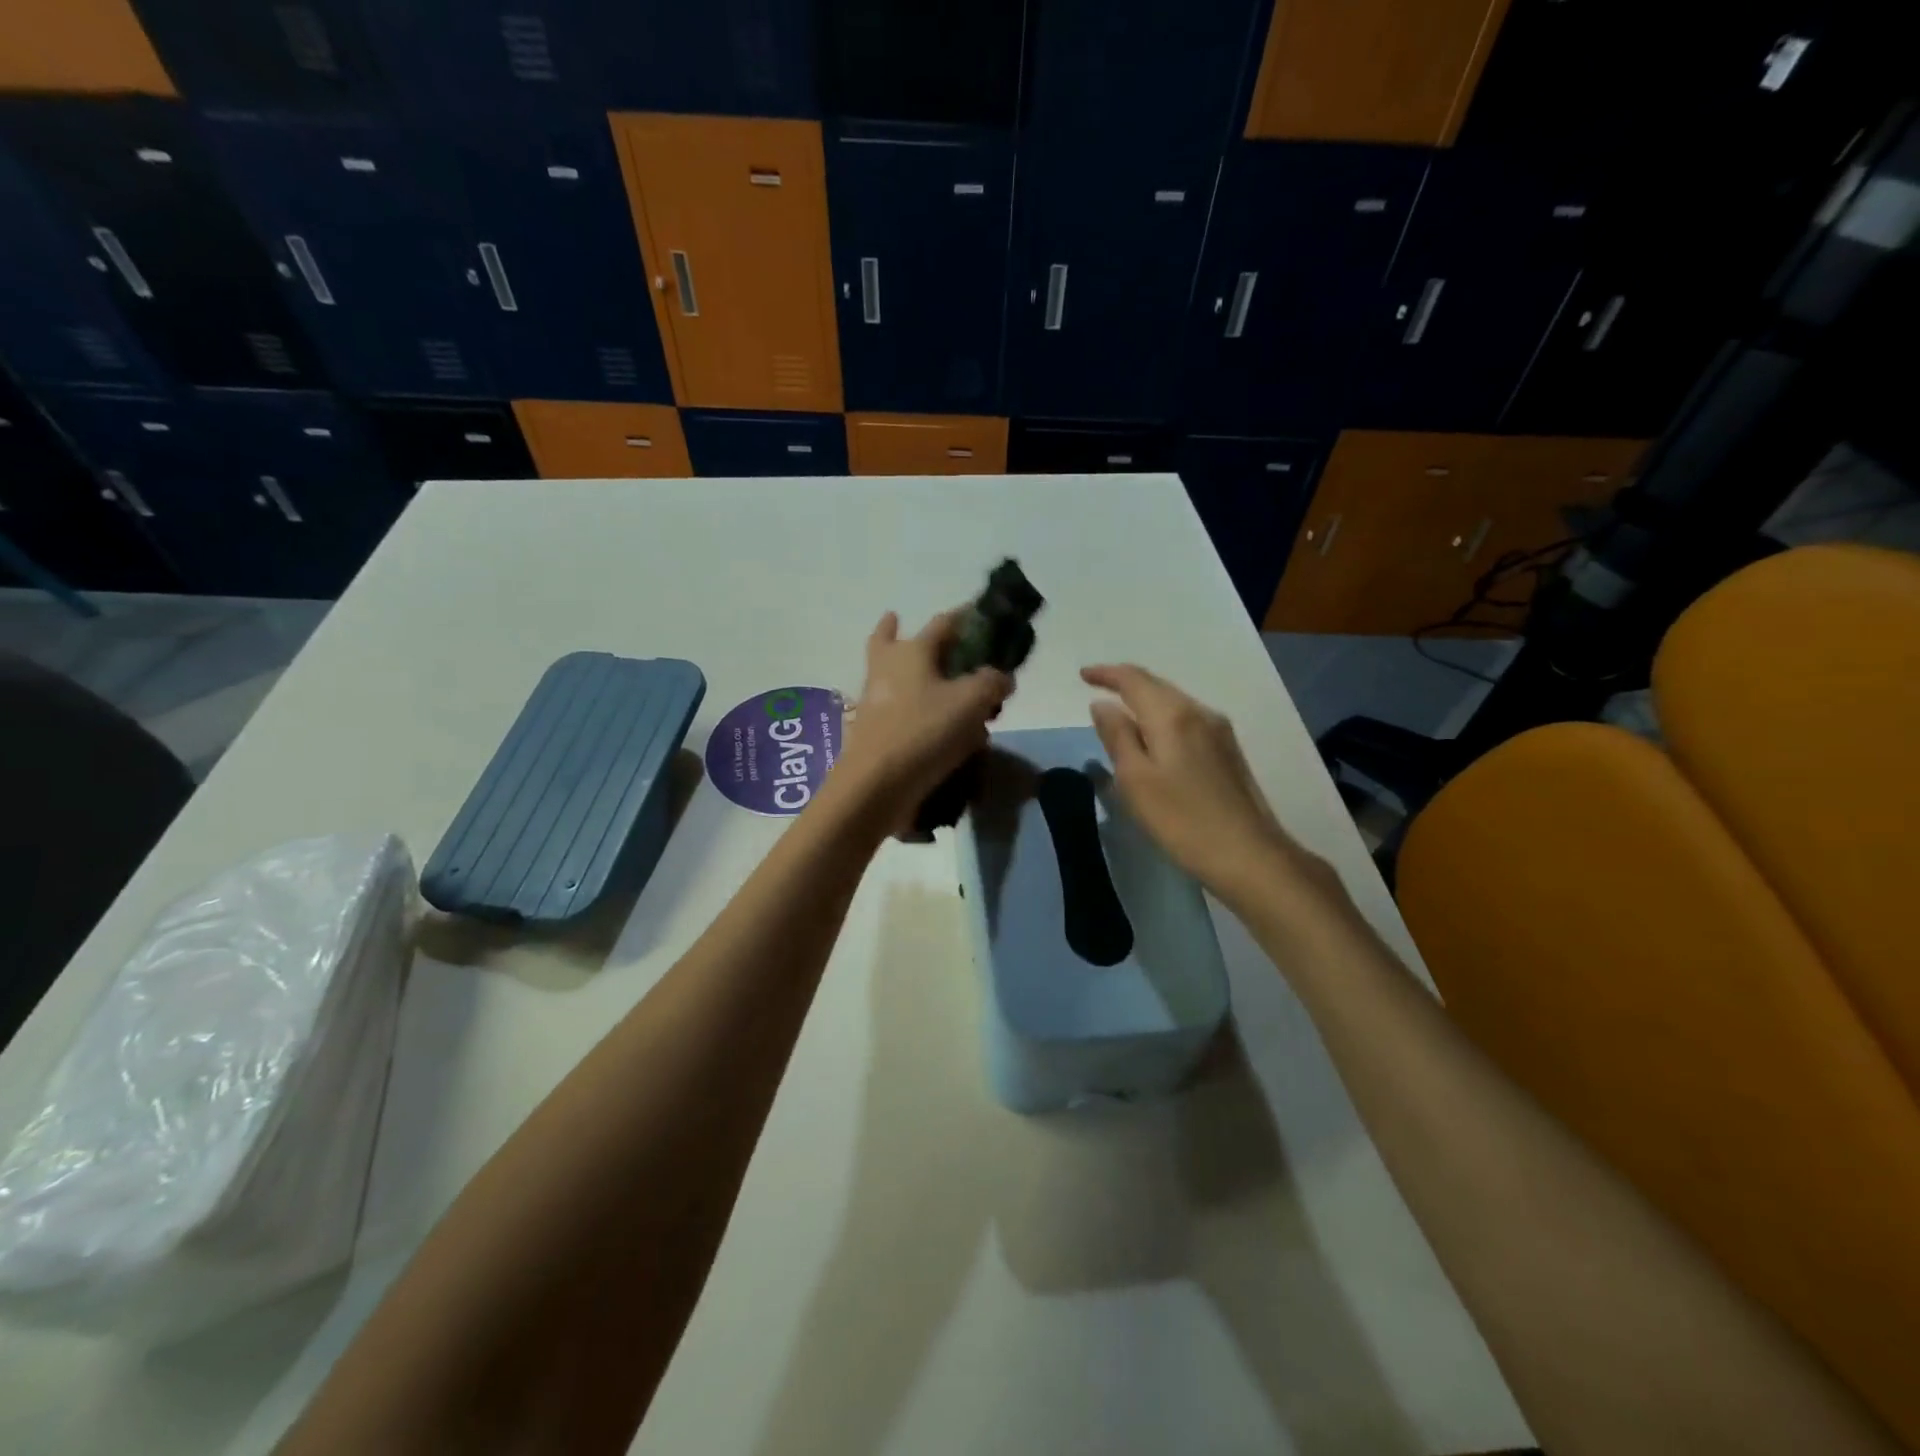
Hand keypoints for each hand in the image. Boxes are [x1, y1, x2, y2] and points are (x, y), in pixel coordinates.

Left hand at [831, 609, 1013, 832]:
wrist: (875, 786)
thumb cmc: (924, 731)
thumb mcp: (972, 702)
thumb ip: (992, 682)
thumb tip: (1001, 677)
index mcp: (912, 651)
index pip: (944, 622)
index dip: (967, 618)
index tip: (983, 617)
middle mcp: (887, 668)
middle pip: (892, 639)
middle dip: (900, 630)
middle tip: (919, 632)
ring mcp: (875, 700)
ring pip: (893, 675)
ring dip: (911, 673)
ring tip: (940, 684)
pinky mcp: (874, 731)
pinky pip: (899, 710)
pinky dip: (916, 711)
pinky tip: (942, 730)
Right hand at [1084, 664, 1322, 902]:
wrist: (1249, 855)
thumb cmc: (1182, 820)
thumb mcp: (1135, 780)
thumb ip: (1117, 737)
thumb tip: (1102, 705)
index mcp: (1173, 715)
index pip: (1134, 679)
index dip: (1106, 674)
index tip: (1082, 675)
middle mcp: (1199, 712)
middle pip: (1157, 685)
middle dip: (1125, 682)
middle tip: (1097, 686)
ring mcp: (1219, 731)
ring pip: (1174, 702)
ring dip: (1145, 699)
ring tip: (1120, 711)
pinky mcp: (1228, 751)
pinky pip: (1187, 719)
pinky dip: (1162, 717)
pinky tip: (1154, 735)